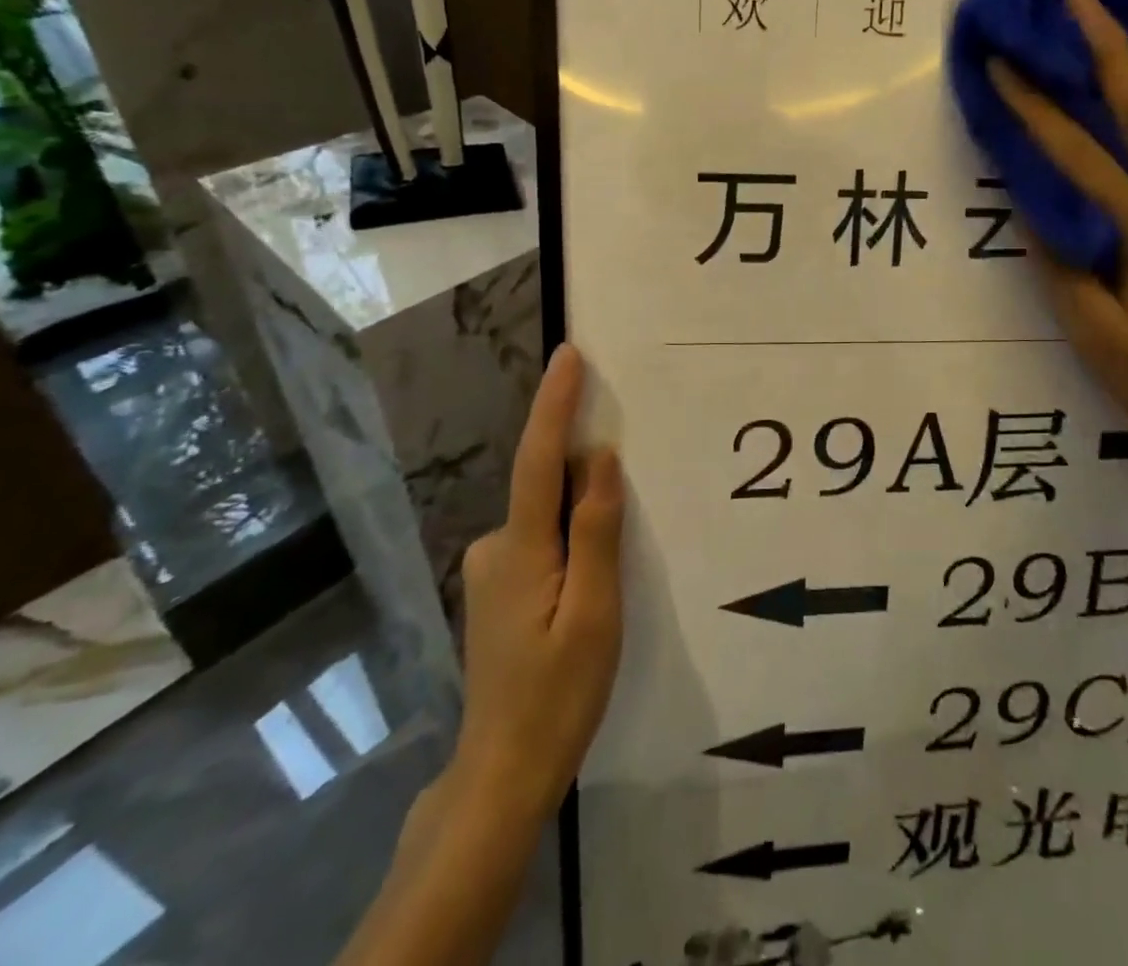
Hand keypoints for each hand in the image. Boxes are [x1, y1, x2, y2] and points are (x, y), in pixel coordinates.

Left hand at [450, 343, 623, 820]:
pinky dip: (571, 533)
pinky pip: (543, 538)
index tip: (570, 355)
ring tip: (619, 551)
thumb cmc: (558, 695)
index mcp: (521, 550)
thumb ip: (597, 531)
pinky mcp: (500, 587)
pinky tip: (594, 573)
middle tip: (635, 471)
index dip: (554, 403)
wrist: (504, 772)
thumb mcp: (595, 613)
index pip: (539, 459)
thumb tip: (601, 457)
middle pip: (547, 485)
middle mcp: (496, 547)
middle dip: (586, 466)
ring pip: (548, 516)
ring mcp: (493, 569)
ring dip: (582, 509)